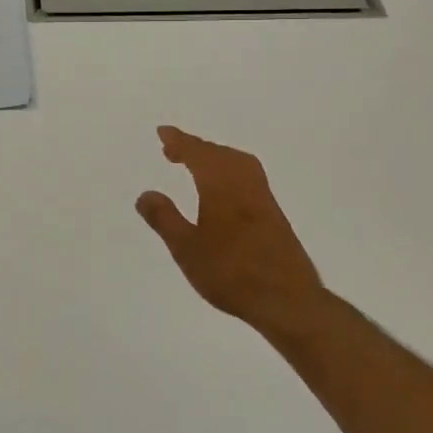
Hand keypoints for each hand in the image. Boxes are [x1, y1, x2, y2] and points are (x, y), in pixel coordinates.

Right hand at [136, 126, 328, 329]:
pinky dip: (229, 172)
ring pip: (238, 164)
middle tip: (173, 149)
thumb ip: (164, 219)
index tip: (163, 132)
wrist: (287, 300)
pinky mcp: (274, 216)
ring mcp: (264, 200)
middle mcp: (245, 185)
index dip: (180, 142)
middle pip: (220, 155)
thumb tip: (146, 194)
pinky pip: (248, 178)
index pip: (198, 154)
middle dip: (196, 148)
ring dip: (215, 158)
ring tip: (196, 165)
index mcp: (222, 186)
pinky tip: (222, 191)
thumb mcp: (186, 248)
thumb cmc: (231, 273)